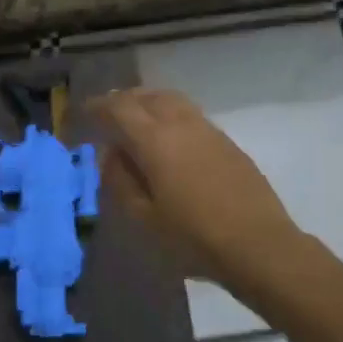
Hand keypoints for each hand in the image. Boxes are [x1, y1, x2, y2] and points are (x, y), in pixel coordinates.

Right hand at [87, 89, 301, 293]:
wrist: (258, 245)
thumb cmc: (193, 238)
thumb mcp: (144, 218)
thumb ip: (121, 181)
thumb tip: (110, 154)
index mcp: (155, 140)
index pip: (119, 109)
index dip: (98, 107)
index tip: (84, 113)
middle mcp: (182, 125)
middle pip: (148, 96)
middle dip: (124, 100)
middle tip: (108, 114)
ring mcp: (209, 131)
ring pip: (173, 101)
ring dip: (150, 103)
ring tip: (137, 122)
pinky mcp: (228, 143)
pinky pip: (191, 116)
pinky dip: (171, 116)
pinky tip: (170, 140)